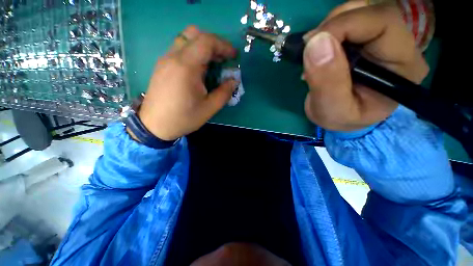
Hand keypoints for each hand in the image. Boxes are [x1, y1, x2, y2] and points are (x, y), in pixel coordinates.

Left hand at [137, 26, 238, 140]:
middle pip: (194, 34)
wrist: (155, 125)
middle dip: (213, 43)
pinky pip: (180, 49)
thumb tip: (234, 81)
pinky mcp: (162, 65)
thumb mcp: (209, 108)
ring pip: (186, 39)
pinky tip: (199, 69)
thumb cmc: (184, 118)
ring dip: (203, 46)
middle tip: (223, 58)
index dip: (223, 45)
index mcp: (186, 67)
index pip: (206, 42)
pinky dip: (193, 52)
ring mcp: (165, 59)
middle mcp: (173, 57)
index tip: (233, 55)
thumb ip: (224, 93)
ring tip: (213, 63)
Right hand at [302, 3, 428, 130]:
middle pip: (372, 11)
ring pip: (359, 11)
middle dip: (335, 24)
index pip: (383, 23)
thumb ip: (326, 82)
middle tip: (310, 48)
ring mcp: (383, 40)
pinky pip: (349, 20)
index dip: (345, 25)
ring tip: (314, 53)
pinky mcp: (367, 40)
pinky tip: (320, 51)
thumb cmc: (341, 118)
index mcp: (403, 66)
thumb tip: (316, 43)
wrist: (341, 118)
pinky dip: (328, 31)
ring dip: (330, 27)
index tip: (312, 44)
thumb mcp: (332, 110)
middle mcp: (400, 46)